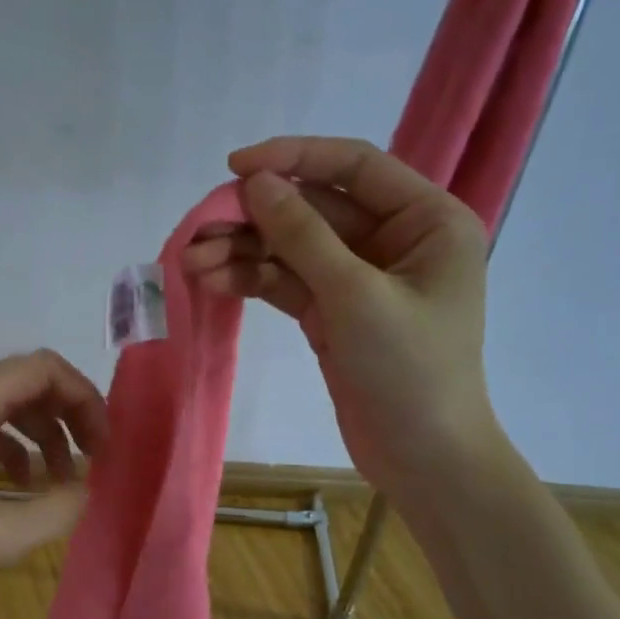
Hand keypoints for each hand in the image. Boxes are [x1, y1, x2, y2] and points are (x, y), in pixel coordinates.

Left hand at [0, 350, 108, 608]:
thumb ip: (57, 508)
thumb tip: (89, 487)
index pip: (44, 368)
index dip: (84, 398)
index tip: (104, 444)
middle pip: (29, 382)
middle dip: (70, 416)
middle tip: (95, 459)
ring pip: (9, 406)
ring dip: (45, 435)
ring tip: (65, 481)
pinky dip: (16, 450)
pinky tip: (24, 487)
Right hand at [182, 136, 499, 497]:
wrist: (423, 460)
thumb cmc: (409, 372)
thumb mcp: (355, 297)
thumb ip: (304, 235)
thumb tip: (257, 183)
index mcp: (427, 221)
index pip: (355, 166)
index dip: (294, 158)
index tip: (235, 167)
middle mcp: (396, 241)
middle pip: (315, 210)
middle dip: (256, 219)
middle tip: (199, 229)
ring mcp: (361, 280)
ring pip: (294, 249)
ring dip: (245, 252)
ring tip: (192, 263)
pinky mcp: (335, 315)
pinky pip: (289, 283)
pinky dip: (253, 280)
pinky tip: (214, 281)